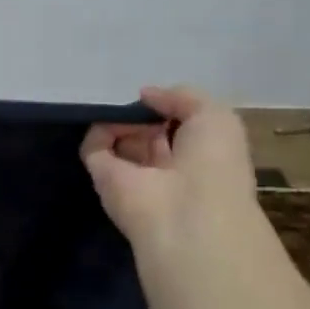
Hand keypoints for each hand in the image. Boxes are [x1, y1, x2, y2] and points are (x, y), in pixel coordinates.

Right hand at [81, 87, 260, 272]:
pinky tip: (109, 120)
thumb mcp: (216, 117)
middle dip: (143, 113)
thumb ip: (183, 96)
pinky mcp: (103, 179)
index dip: (169, 108)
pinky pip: (93, 148)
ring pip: (118, 137)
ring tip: (125, 110)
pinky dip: (98, 131)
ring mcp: (133, 174)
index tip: (162, 97)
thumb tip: (145, 95)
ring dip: (120, 120)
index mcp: (198, 156)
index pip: (176, 127)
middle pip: (145, 130)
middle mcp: (166, 166)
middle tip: (141, 102)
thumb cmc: (213, 164)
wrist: (186, 213)